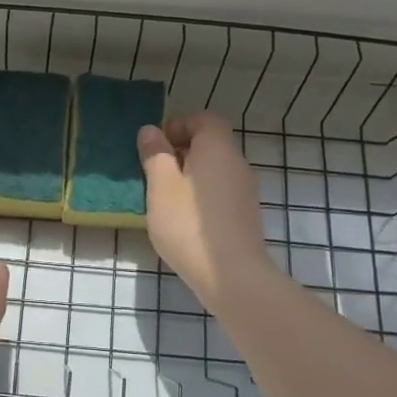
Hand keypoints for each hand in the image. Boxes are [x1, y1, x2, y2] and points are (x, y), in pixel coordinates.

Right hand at [138, 112, 273, 311]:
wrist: (232, 276)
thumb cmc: (189, 224)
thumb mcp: (161, 186)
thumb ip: (155, 155)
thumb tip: (151, 131)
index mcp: (217, 148)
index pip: (204, 119)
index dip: (179, 125)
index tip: (156, 146)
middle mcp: (236, 163)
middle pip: (210, 144)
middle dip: (181, 152)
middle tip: (154, 174)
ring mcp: (245, 191)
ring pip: (214, 170)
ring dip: (190, 176)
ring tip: (165, 200)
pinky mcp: (245, 215)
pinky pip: (220, 192)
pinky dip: (201, 196)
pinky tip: (184, 221)